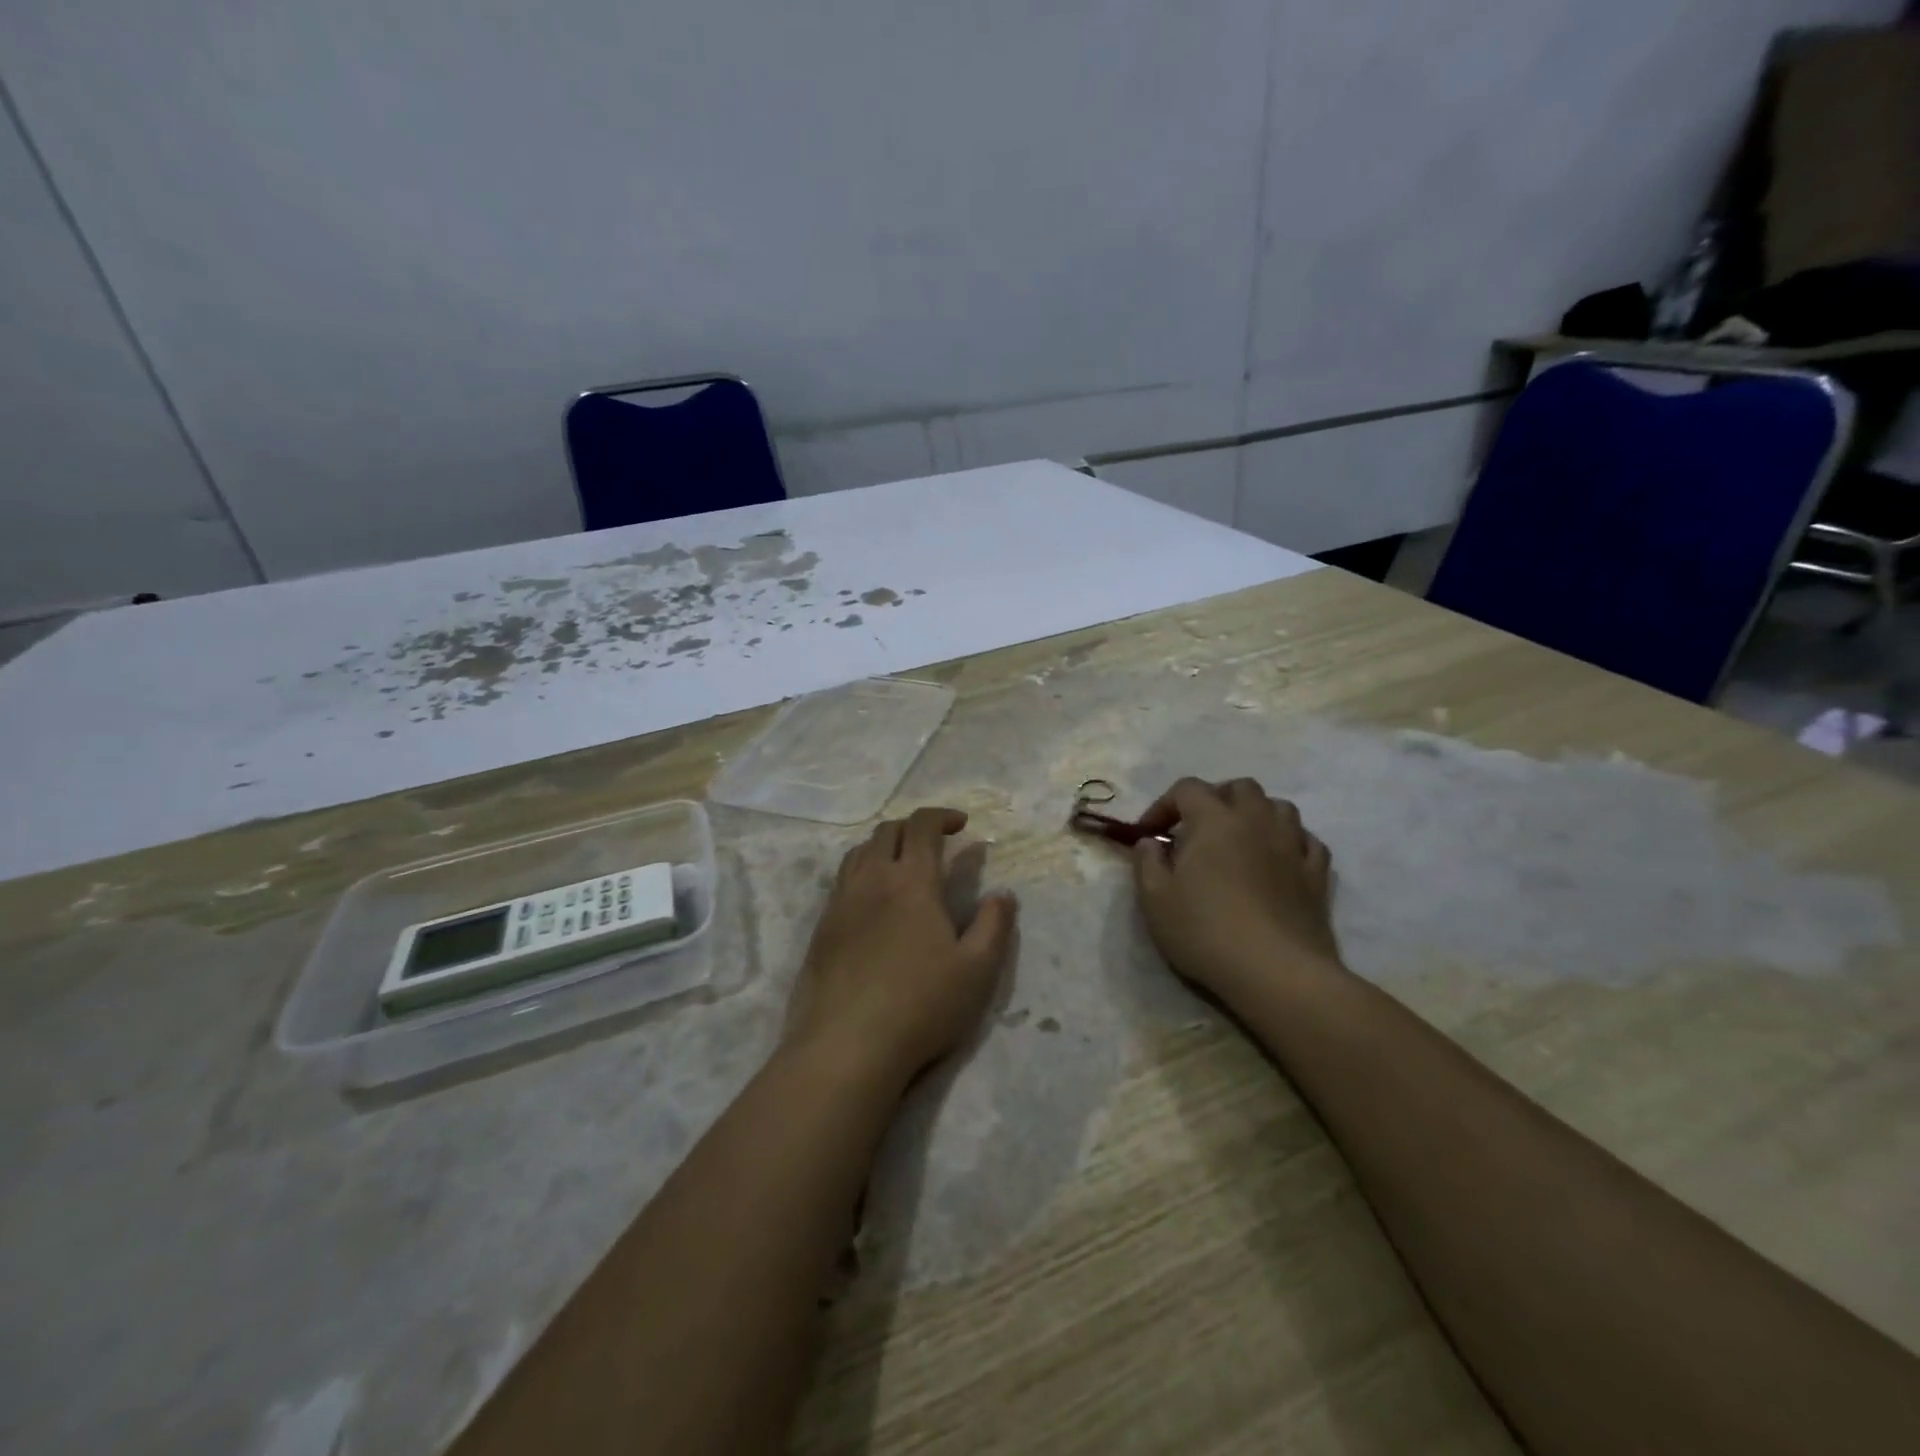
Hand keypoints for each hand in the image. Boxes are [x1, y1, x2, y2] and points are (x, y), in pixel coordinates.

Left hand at [785, 807, 1016, 1090]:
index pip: (922, 826)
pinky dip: (862, 872)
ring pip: (858, 853)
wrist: (845, 1046)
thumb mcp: (977, 970)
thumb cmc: (920, 1005)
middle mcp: (871, 881)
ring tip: (902, 865)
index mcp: (911, 882)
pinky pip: (841, 881)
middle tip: (935, 843)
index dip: (942, 816)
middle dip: (913, 826)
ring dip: (884, 846)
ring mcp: (840, 904)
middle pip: (887, 831)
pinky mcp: (821, 929)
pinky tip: (872, 901)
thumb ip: (995, 925)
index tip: (961, 824)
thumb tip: (1003, 894)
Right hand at [1131, 777, 1342, 1005]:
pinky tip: (1279, 859)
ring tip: (1240, 839)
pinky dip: (1290, 841)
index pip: (1187, 789)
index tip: (1150, 834)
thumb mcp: (1155, 899)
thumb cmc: (1206, 931)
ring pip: (1279, 807)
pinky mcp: (1317, 875)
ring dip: (1256, 814)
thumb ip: (1147, 862)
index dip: (1163, 804)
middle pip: (1240, 787)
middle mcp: (1257, 821)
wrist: (1276, 972)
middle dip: (1215, 798)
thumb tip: (1150, 842)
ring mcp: (1293, 846)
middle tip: (1197, 828)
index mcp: (1214, 820)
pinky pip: (1307, 841)